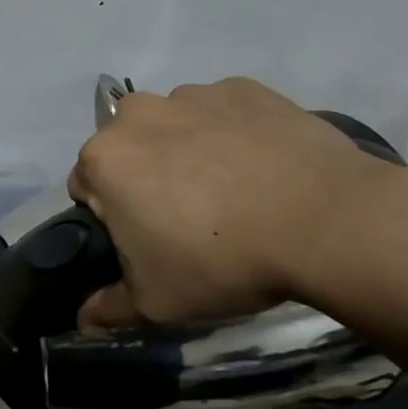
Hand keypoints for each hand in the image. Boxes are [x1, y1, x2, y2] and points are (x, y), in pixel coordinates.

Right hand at [70, 77, 399, 326]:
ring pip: (174, 126)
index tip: (146, 240)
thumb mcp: (156, 303)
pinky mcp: (243, 88)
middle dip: (145, 176)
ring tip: (233, 192)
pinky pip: (222, 112)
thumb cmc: (222, 261)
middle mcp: (138, 113)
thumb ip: (107, 309)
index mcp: (104, 158)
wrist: (326, 221)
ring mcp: (193, 94)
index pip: (86, 187)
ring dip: (187, 151)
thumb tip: (82, 320)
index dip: (112, 217)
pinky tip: (263, 168)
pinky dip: (231, 134)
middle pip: (128, 148)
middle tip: (188, 218)